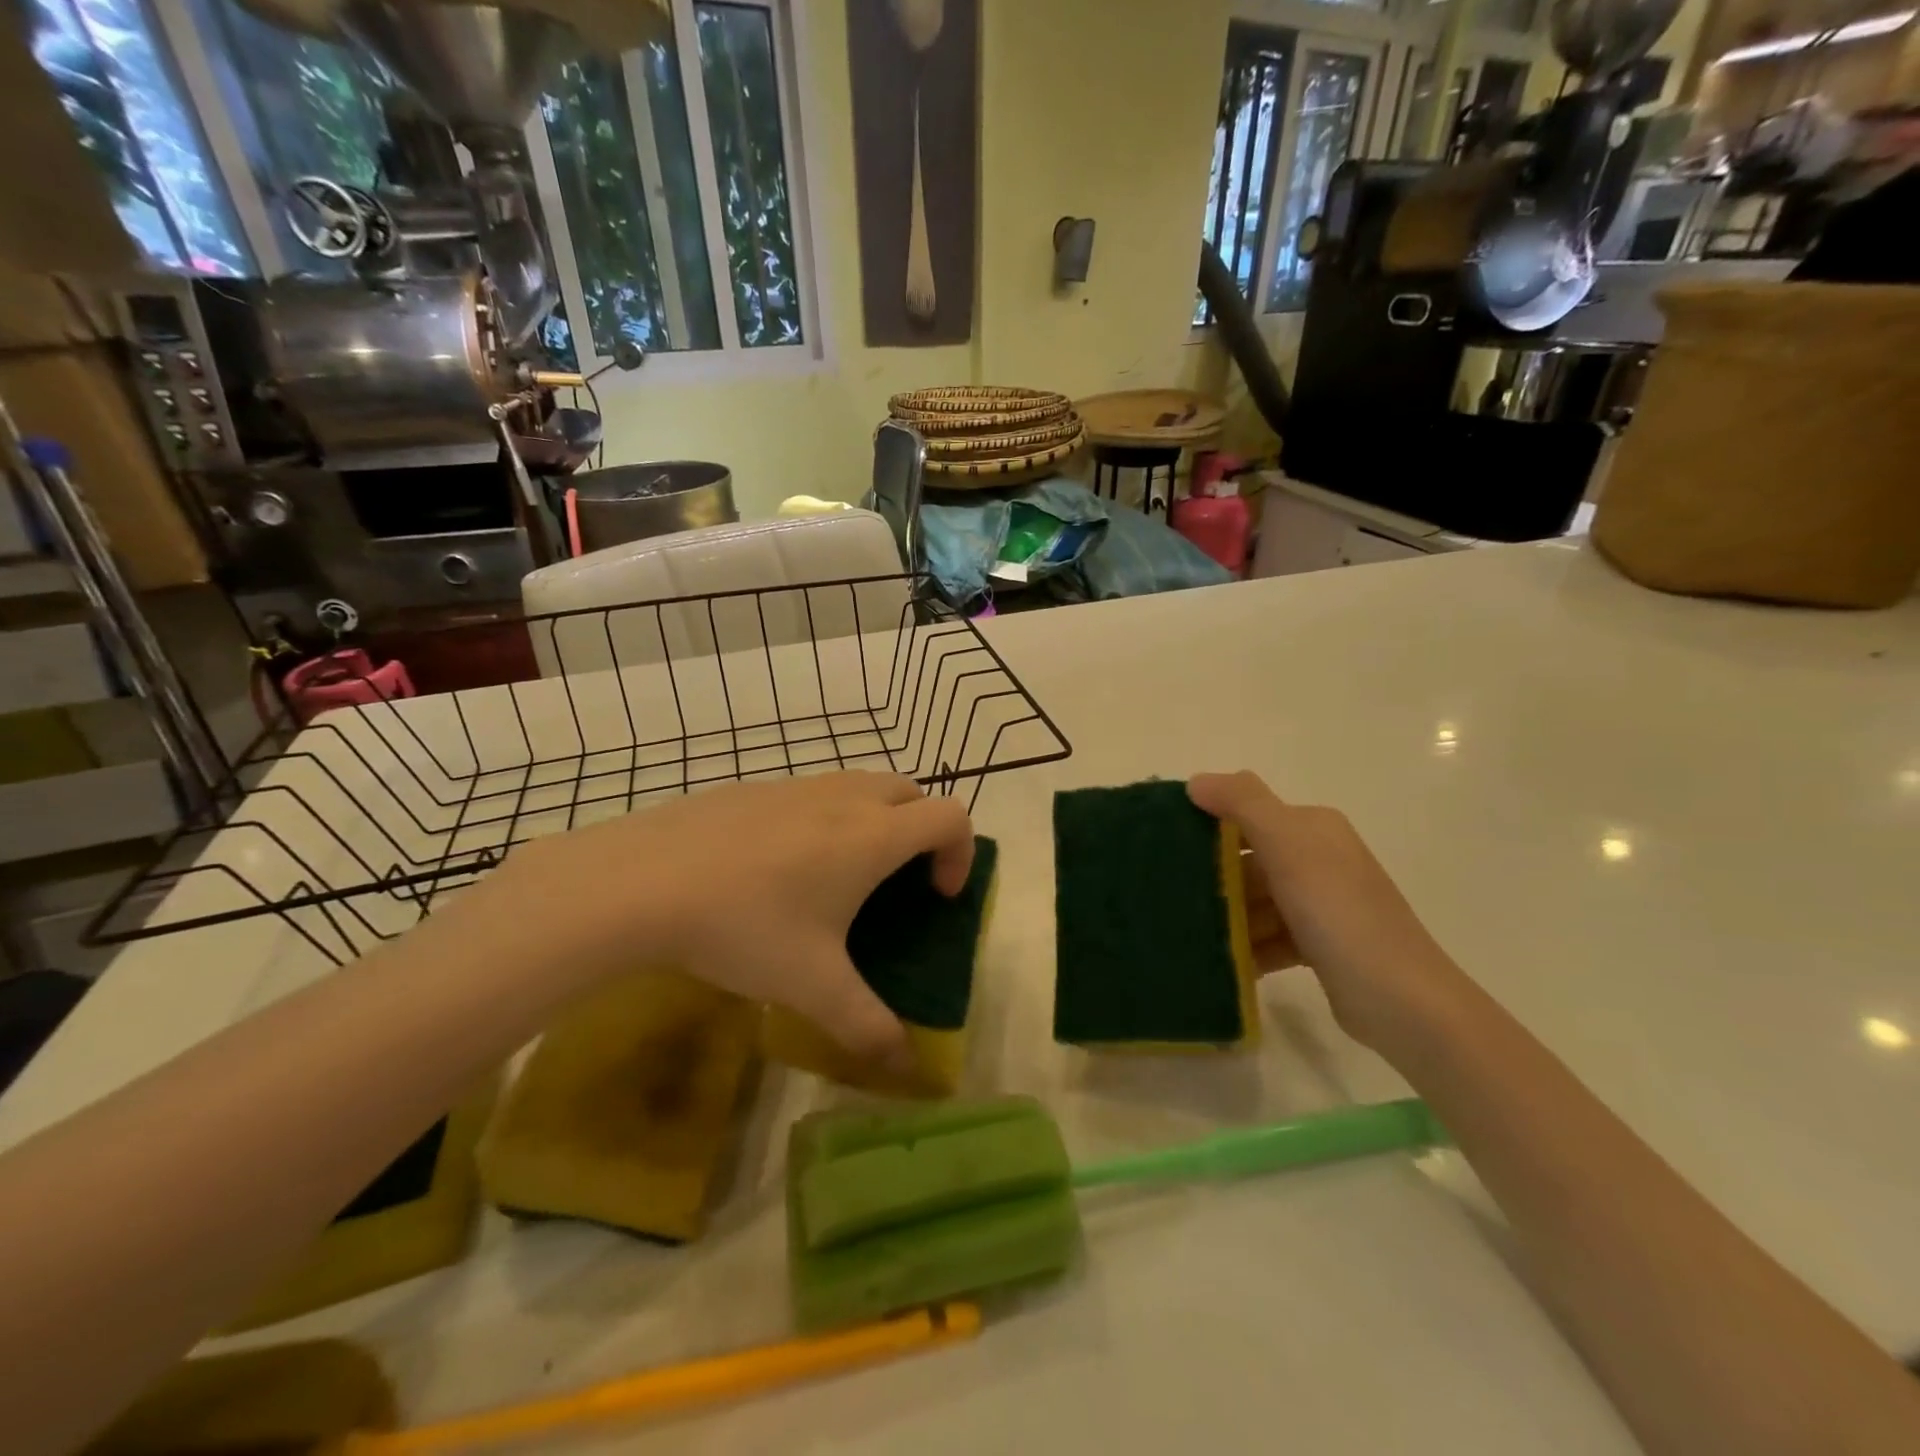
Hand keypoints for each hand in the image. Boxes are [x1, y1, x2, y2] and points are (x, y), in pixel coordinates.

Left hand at [503, 772, 972, 1071]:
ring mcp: (796, 786)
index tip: (937, 896)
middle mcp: (844, 798)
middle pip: (911, 792)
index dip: (960, 852)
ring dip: (873, 819)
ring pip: (860, 785)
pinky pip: (811, 792)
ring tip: (839, 876)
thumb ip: (866, 1026)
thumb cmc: (744, 927)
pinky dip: (824, 817)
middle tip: (898, 881)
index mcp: (873, 836)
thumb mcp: (811, 986)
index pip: (950, 815)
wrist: (641, 882)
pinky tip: (778, 868)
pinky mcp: (754, 788)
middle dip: (922, 830)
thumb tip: (906, 1066)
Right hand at [1190, 771, 1469, 1052]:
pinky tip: (1219, 962)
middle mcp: (1318, 858)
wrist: (1402, 1002)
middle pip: (1248, 859)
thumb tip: (1196, 781)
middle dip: (1211, 877)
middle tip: (1166, 896)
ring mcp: (1321, 904)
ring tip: (1184, 932)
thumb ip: (1243, 804)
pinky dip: (1246, 946)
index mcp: (1312, 828)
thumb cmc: (1339, 914)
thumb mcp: (1290, 847)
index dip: (1206, 825)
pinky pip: (1268, 936)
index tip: (1163, 847)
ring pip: (1256, 901)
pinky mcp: (1319, 945)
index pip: (1247, 813)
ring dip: (1225, 916)